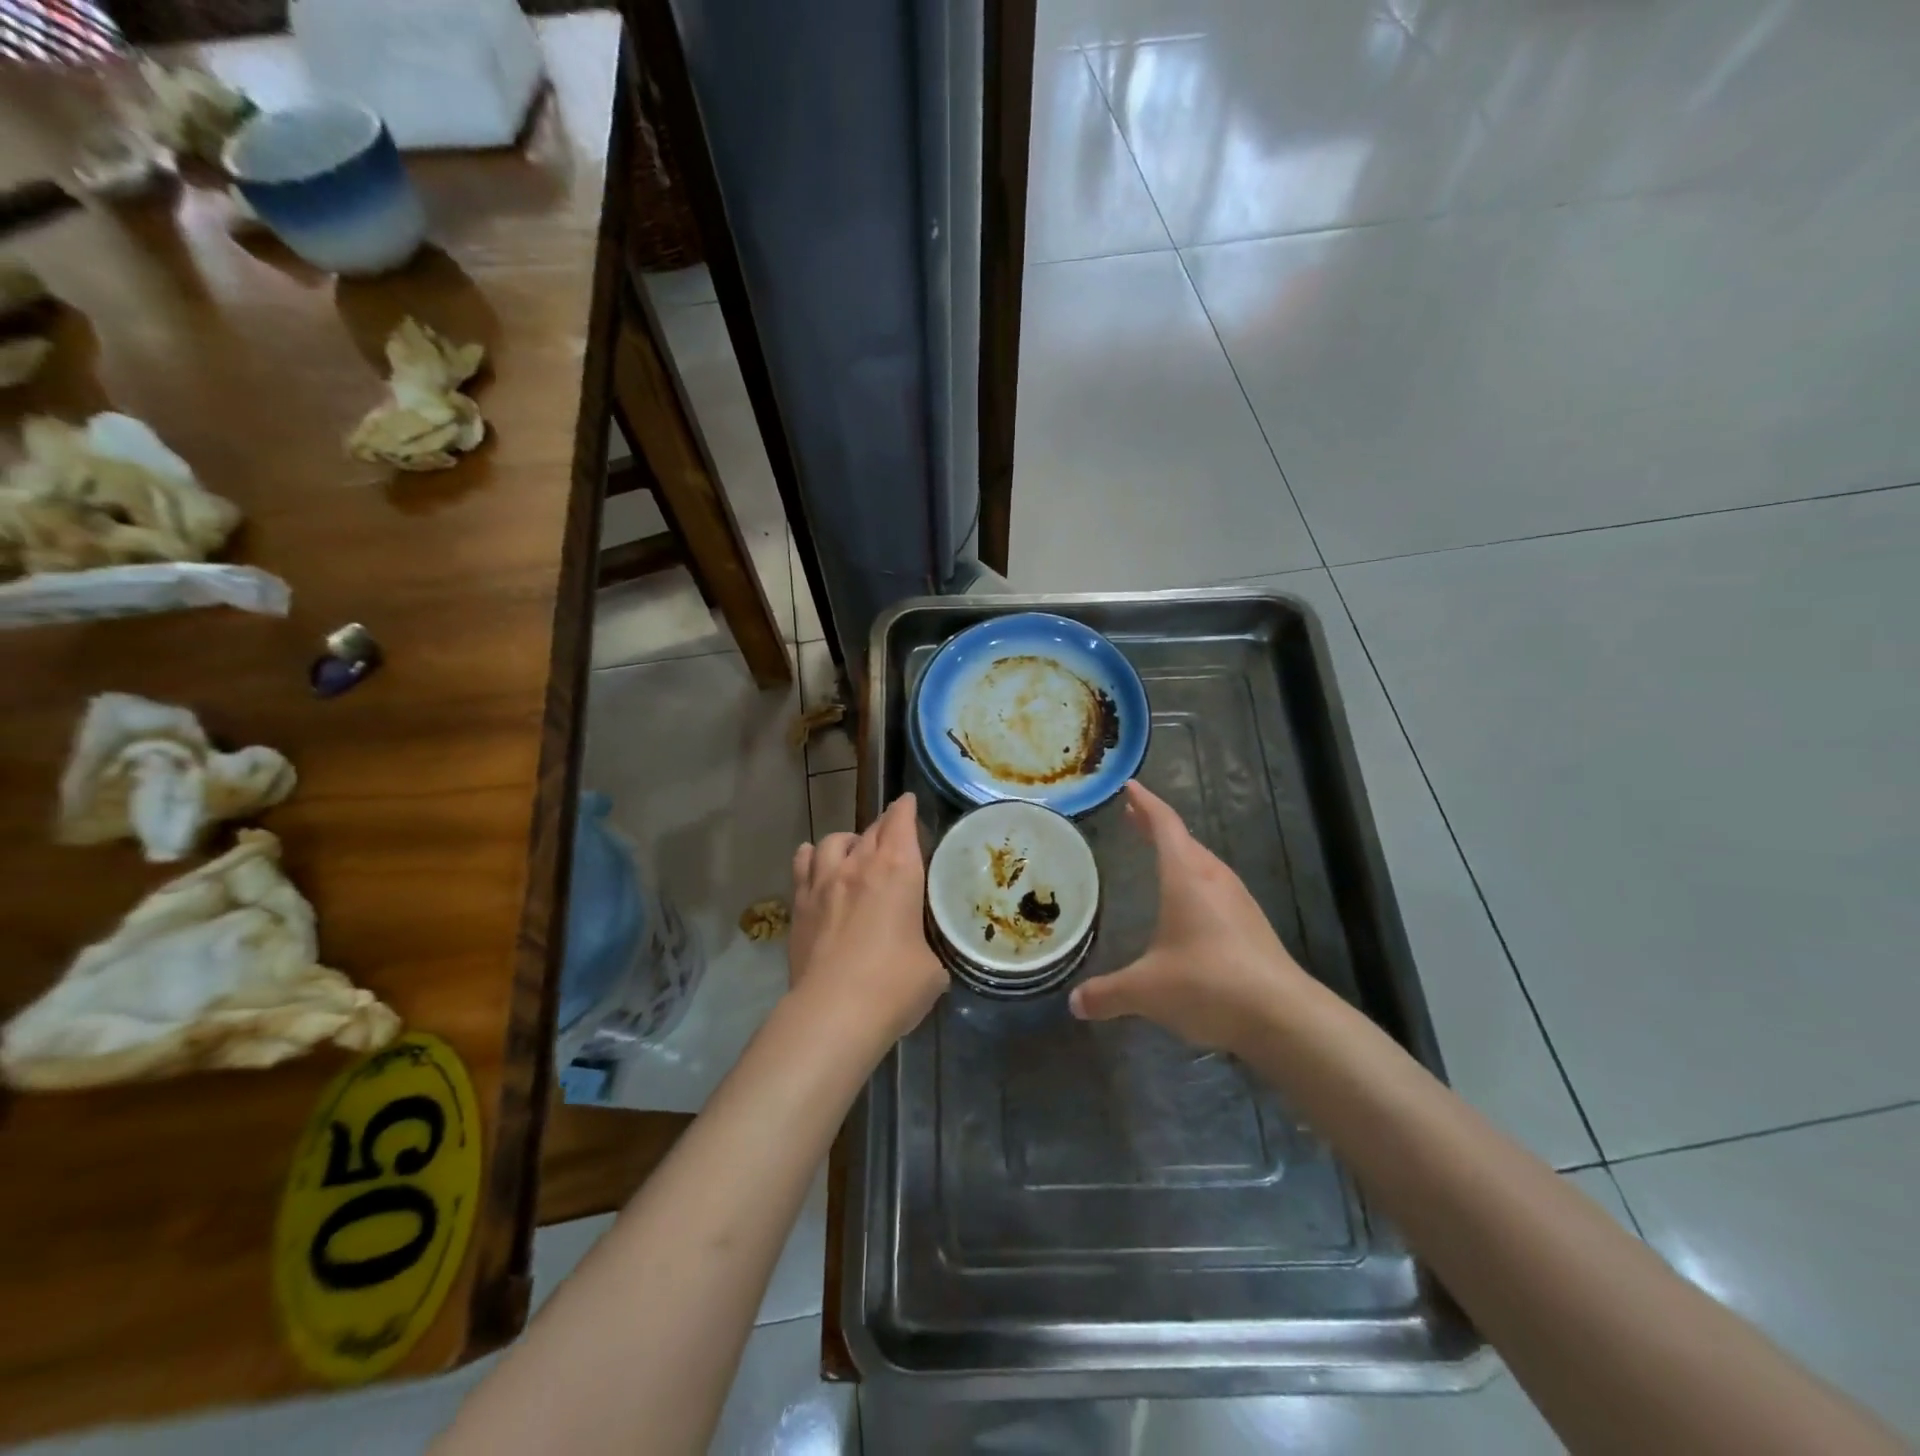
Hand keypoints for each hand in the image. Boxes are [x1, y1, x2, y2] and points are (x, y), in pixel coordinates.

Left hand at [789, 792, 947, 1043]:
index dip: (906, 809)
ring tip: (854, 853)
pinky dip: (813, 858)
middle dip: (885, 826)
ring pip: (833, 840)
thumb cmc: (894, 986)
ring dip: (848, 841)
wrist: (833, 1011)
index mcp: (898, 870)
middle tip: (893, 834)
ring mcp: (823, 882)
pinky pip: (803, 863)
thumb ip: (929, 947)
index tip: (909, 803)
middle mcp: (859, 865)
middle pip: (872, 829)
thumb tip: (925, 955)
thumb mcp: (932, 968)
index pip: (901, 822)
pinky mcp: (799, 903)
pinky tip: (819, 869)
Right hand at [1069, 781, 1311, 1052]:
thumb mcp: (1146, 990)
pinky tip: (1190, 907)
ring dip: (1180, 854)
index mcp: (1186, 877)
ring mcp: (1239, 902)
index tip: (1130, 786)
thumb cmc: (1208, 984)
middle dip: (1157, 827)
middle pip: (1184, 841)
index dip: (1146, 803)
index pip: (1164, 825)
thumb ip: (1107, 994)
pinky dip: (1196, 882)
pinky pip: (1216, 889)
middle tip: (1133, 818)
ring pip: (1204, 865)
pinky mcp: (1253, 926)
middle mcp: (1214, 880)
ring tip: (1159, 856)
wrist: (1284, 1016)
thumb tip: (1074, 1004)